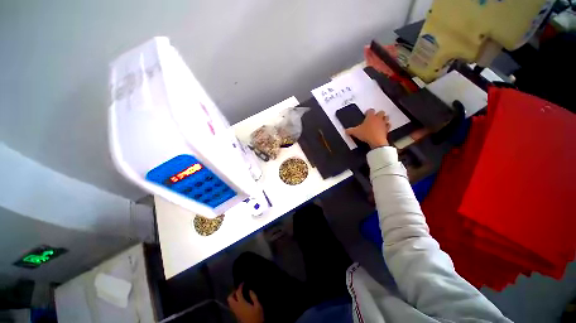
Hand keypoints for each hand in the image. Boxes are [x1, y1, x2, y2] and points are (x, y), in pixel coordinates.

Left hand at [227, 283, 263, 322]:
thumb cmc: (256, 317)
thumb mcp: (258, 306)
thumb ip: (254, 297)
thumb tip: (250, 290)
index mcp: (241, 304)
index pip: (238, 293)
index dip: (240, 286)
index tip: (243, 283)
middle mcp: (236, 307)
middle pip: (230, 298)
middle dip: (233, 292)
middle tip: (239, 289)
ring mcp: (235, 312)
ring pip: (230, 303)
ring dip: (233, 297)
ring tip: (239, 294)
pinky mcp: (236, 315)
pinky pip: (232, 306)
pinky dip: (234, 302)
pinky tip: (240, 301)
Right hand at [345, 109, 389, 148]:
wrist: (376, 141)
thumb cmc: (367, 134)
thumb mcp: (355, 132)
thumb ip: (350, 130)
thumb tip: (346, 131)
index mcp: (370, 117)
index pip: (370, 110)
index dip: (368, 111)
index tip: (366, 114)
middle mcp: (378, 119)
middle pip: (381, 112)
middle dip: (378, 113)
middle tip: (374, 117)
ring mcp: (383, 124)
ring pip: (386, 117)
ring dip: (384, 118)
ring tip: (380, 120)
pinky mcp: (386, 129)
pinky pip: (388, 125)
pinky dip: (386, 126)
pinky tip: (384, 128)